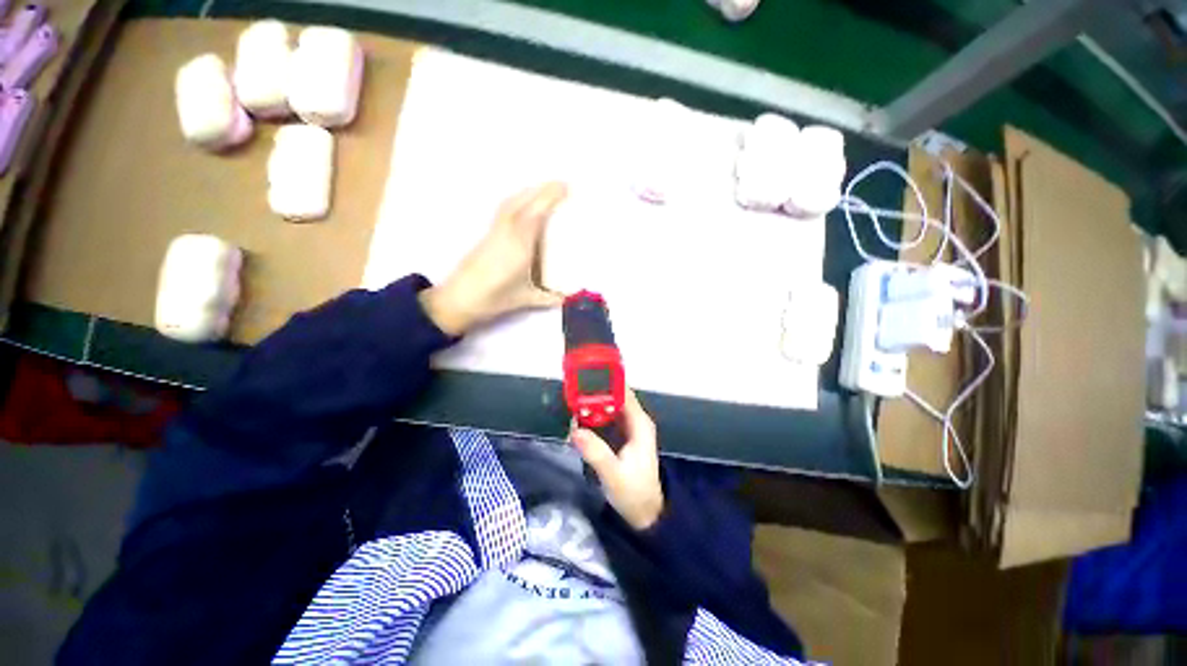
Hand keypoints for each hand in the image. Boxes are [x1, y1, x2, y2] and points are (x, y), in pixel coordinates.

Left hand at [420, 182, 568, 335]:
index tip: (565, 187)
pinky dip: (517, 200)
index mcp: (519, 246)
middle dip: (542, 190)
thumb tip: (571, 299)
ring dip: (529, 192)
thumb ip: (551, 298)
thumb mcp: (527, 299)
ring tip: (545, 191)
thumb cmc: (495, 298)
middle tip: (561, 185)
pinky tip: (523, 204)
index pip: (536, 214)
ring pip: (512, 202)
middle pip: (524, 202)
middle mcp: (507, 232)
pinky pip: (504, 209)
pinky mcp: (488, 234)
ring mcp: (495, 231)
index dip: (550, 198)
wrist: (460, 298)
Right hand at [571, 389, 664, 529]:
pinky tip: (577, 418)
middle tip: (570, 390)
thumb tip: (575, 430)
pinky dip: (592, 416)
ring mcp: (627, 427)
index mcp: (639, 424)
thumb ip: (595, 452)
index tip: (584, 377)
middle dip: (594, 392)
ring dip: (591, 404)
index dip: (606, 382)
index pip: (623, 392)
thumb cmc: (634, 493)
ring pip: (608, 406)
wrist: (645, 514)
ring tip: (570, 401)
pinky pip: (605, 418)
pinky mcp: (620, 436)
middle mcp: (635, 420)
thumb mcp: (613, 474)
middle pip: (614, 397)